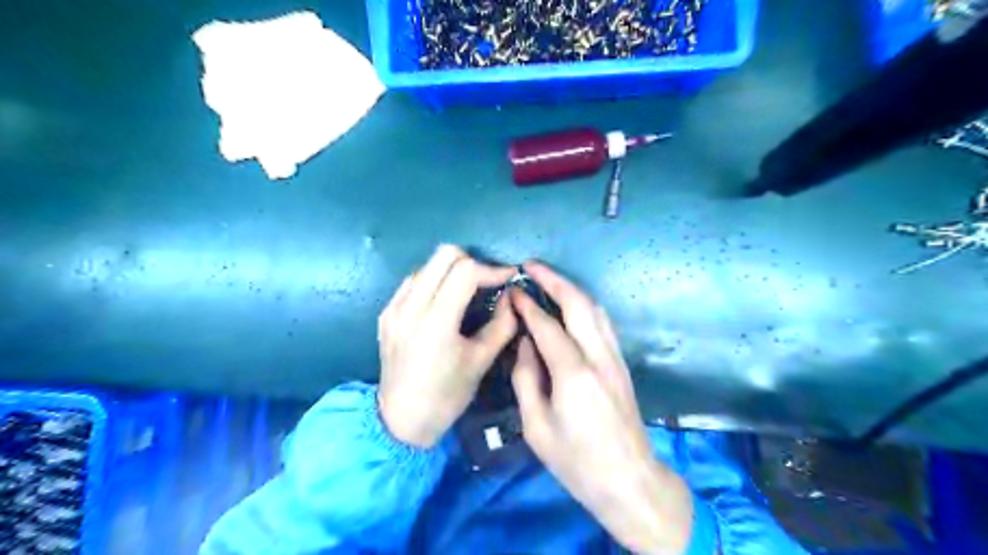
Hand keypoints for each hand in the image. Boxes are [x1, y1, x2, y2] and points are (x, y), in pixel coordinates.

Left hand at [378, 245, 516, 448]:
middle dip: (472, 261)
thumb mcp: (481, 361)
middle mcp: (410, 306)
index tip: (509, 277)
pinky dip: (434, 282)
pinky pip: (413, 281)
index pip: (466, 271)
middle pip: (444, 254)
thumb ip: (502, 324)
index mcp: (436, 322)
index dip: (493, 269)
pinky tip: (443, 303)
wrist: (401, 419)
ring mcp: (394, 307)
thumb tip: (512, 296)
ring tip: (467, 292)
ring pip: (428, 264)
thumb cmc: (447, 395)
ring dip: (452, 271)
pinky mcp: (386, 312)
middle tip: (487, 281)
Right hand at [509, 260, 693, 553]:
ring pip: (595, 309)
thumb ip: (526, 378)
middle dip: (554, 279)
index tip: (513, 291)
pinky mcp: (621, 364)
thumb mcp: (536, 426)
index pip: (547, 325)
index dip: (528, 304)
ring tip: (548, 280)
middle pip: (579, 303)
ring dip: (571, 289)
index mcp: (573, 374)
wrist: (629, 479)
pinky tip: (571, 307)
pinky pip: (602, 323)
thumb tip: (525, 343)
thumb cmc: (576, 461)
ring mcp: (615, 358)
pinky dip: (584, 306)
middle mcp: (598, 357)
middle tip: (531, 267)